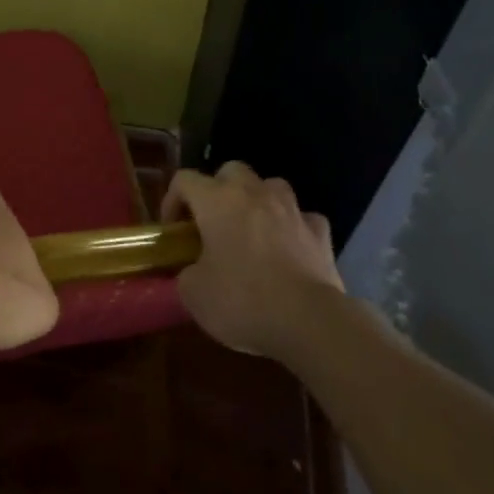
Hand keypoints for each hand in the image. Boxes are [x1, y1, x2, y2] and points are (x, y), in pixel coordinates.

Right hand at [165, 161, 341, 357]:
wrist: (310, 322)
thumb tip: (194, 270)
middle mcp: (254, 193)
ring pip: (270, 186)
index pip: (184, 180)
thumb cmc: (243, 301)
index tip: (173, 231)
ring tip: (252, 230)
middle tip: (212, 223)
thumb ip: (187, 272)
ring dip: (258, 201)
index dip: (172, 200)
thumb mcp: (193, 293)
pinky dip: (292, 228)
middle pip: (230, 171)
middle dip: (218, 190)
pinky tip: (288, 250)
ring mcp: (292, 210)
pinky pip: (302, 218)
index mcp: (217, 201)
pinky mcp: (321, 233)